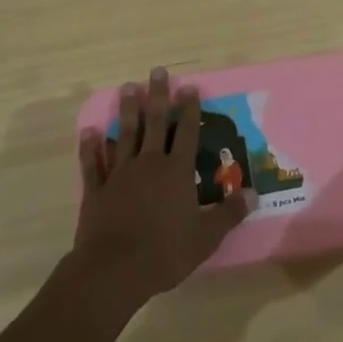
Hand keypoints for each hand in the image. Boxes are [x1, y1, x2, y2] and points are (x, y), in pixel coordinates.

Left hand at [72, 67, 246, 309]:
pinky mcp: (97, 190)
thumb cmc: (165, 252)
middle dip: (158, 96)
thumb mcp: (205, 237)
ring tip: (128, 87)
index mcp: (177, 172)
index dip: (190, 109)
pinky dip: (91, 146)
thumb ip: (228, 213)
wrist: (114, 270)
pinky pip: (94, 163)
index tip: (190, 87)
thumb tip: (253, 194)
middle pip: (156, 123)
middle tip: (157, 71)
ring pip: (125, 135)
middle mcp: (149, 164)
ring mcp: (120, 174)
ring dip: (127, 110)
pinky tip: (89, 131)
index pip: (188, 133)